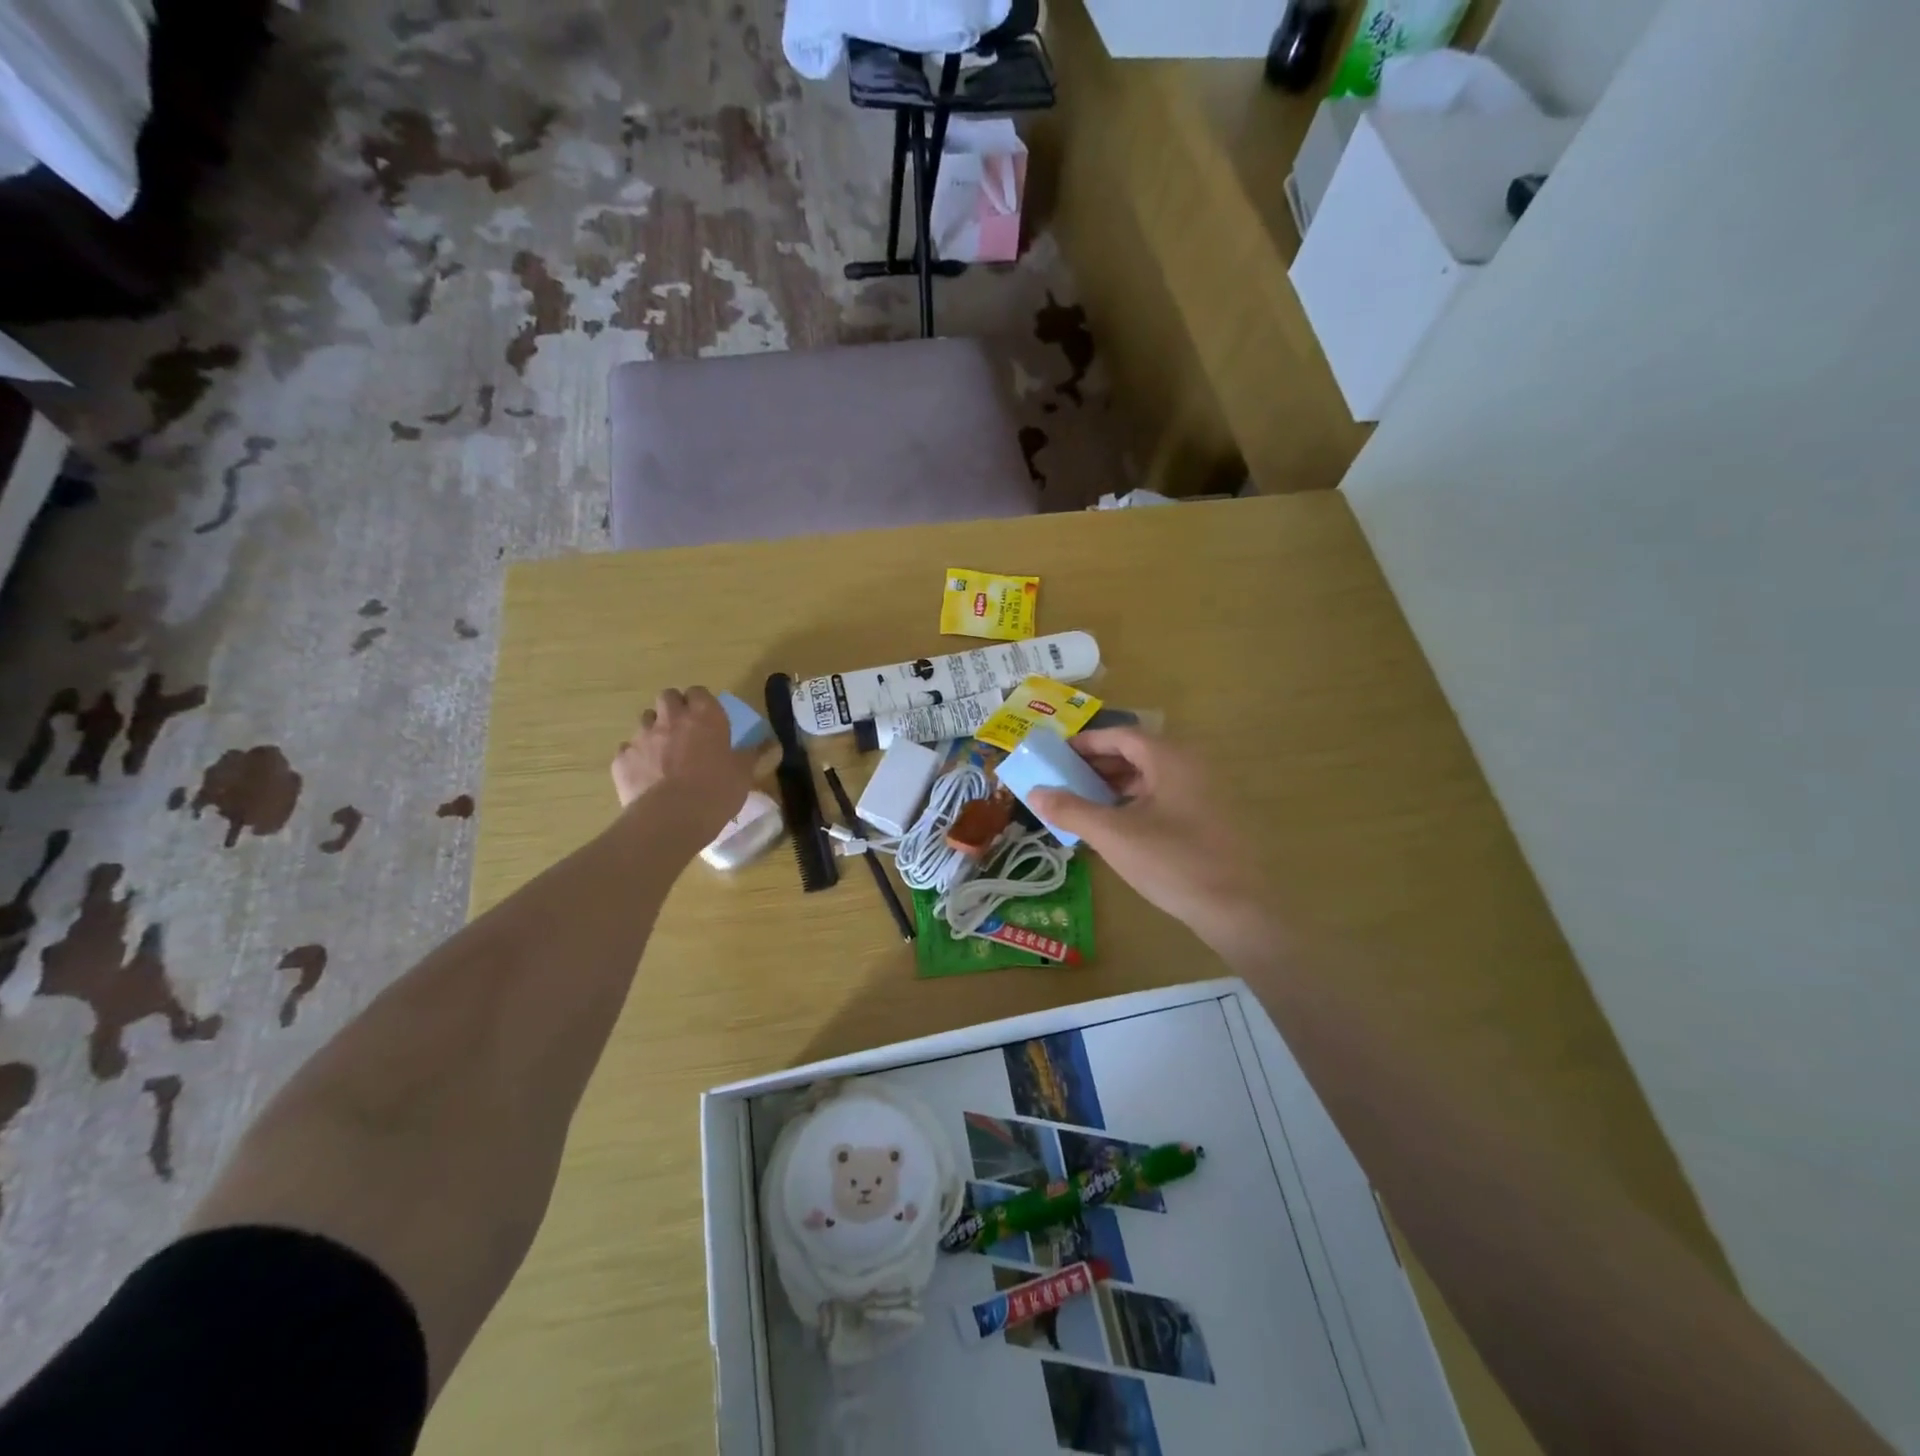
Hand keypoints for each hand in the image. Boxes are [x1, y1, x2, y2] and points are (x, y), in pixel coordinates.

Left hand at [610, 688, 757, 841]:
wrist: (671, 818)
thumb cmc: (716, 791)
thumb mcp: (744, 773)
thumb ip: (756, 754)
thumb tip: (774, 744)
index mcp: (705, 716)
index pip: (699, 692)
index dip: (702, 702)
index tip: (708, 718)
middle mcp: (671, 719)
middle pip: (667, 697)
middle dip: (674, 708)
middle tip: (684, 729)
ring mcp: (642, 737)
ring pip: (645, 721)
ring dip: (654, 730)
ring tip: (664, 753)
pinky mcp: (622, 759)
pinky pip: (628, 750)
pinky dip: (636, 758)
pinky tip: (646, 776)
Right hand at [1028, 729, 1263, 948]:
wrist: (1235, 908)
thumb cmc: (1172, 861)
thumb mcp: (1113, 835)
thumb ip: (1071, 810)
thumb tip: (1034, 793)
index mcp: (1169, 758)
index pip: (1120, 735)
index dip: (1086, 743)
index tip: (1058, 754)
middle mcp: (1190, 765)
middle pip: (1137, 752)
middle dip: (1098, 764)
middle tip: (1065, 779)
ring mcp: (1204, 792)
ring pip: (1151, 776)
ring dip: (1116, 784)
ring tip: (1085, 803)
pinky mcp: (1210, 817)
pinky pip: (1165, 796)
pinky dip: (1136, 801)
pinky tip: (1118, 824)